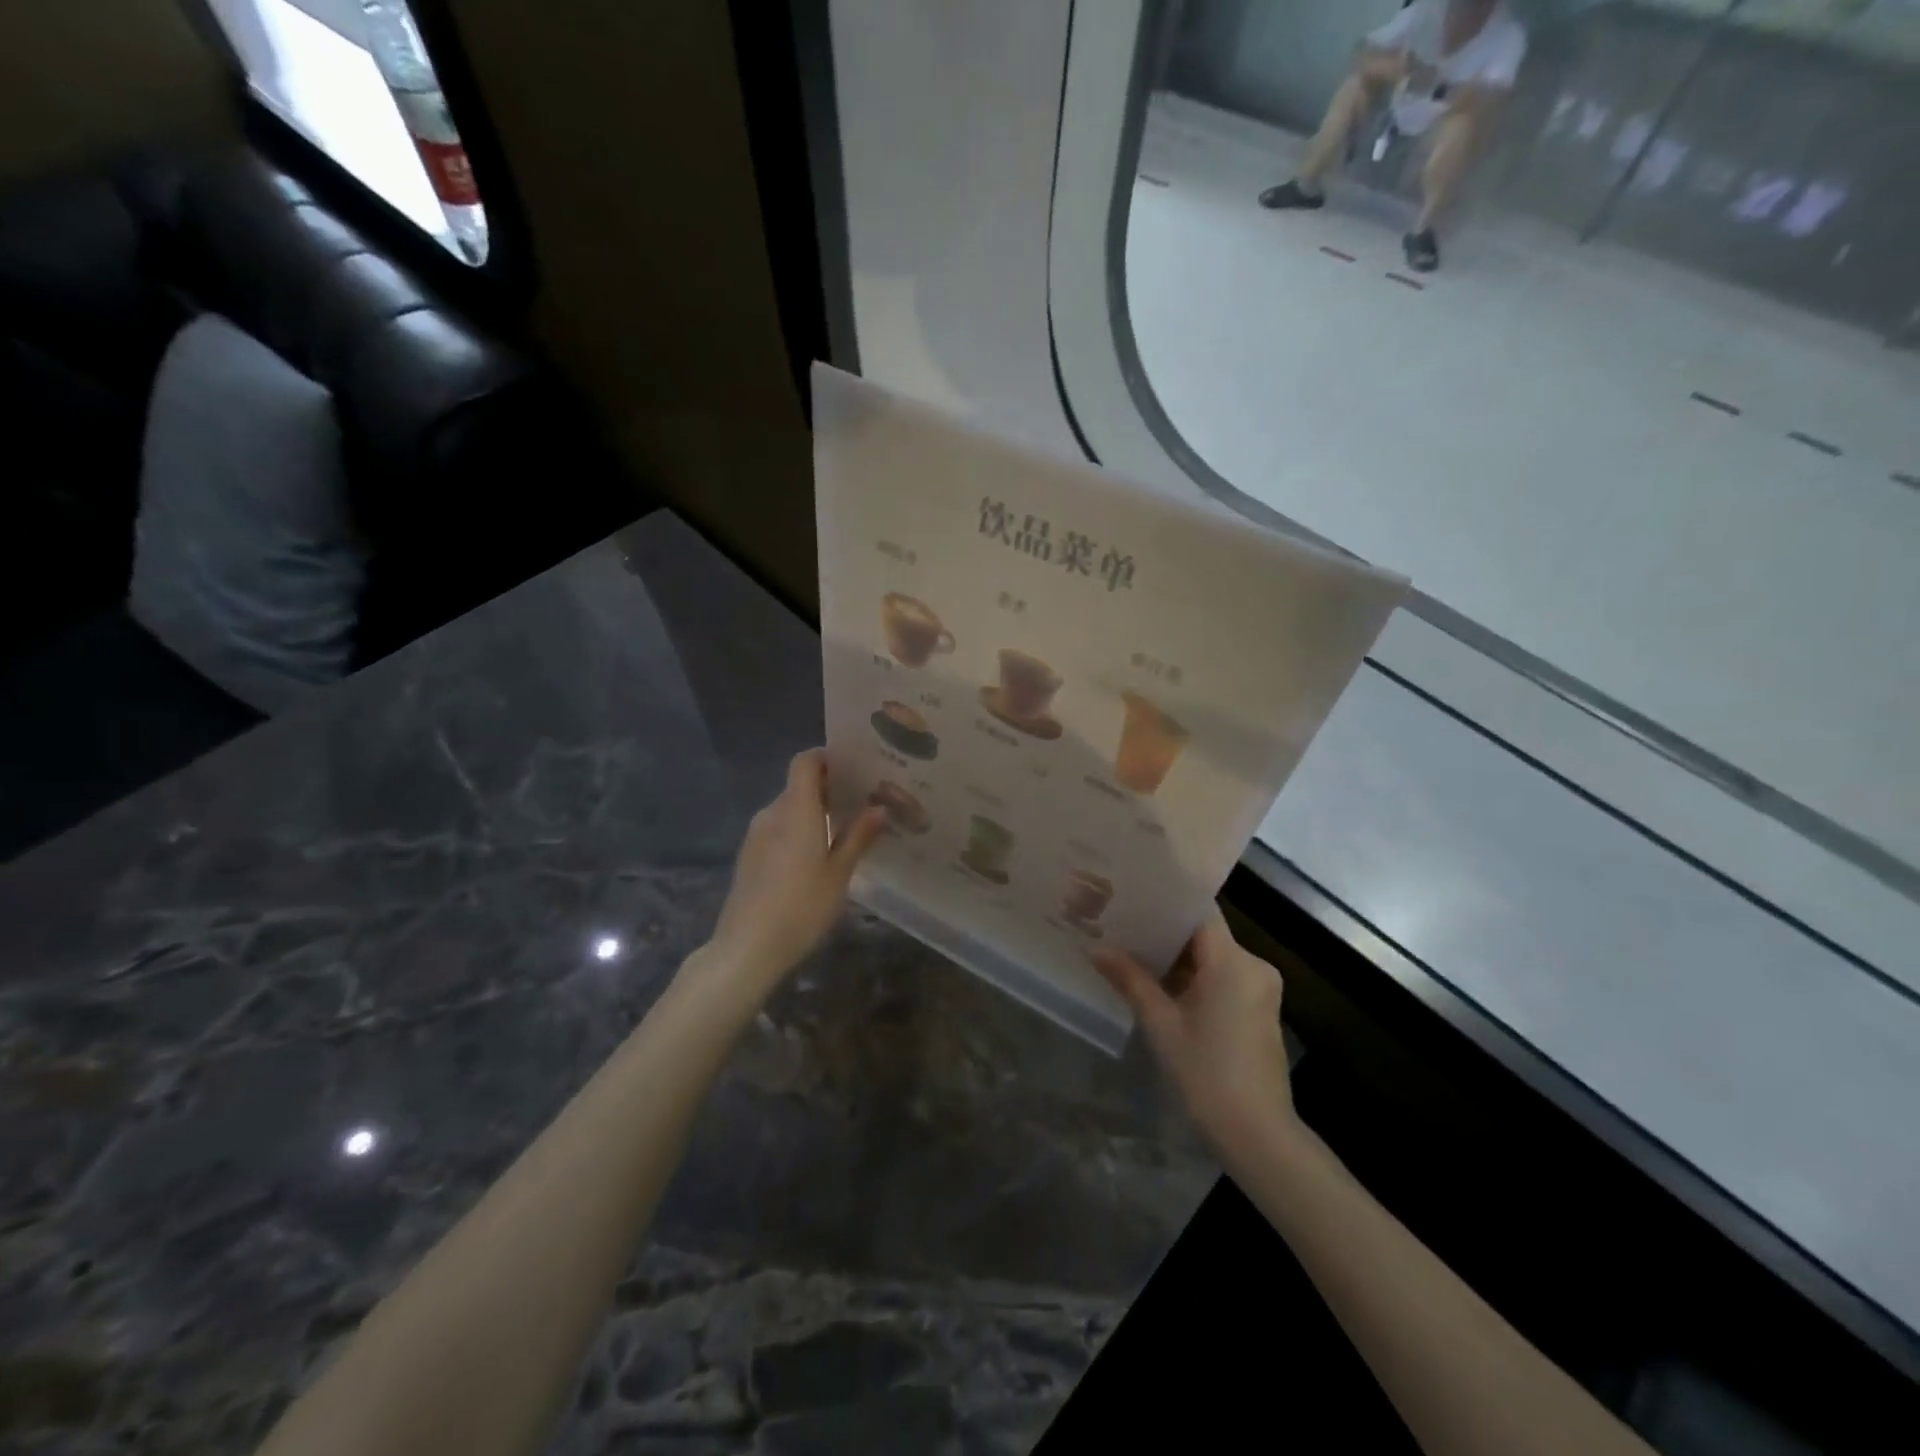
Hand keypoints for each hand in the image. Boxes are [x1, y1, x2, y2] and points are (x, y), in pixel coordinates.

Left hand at [701, 751, 885, 995]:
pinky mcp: (750, 856)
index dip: (827, 757)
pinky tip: (818, 856)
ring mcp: (756, 835)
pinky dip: (799, 831)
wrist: (747, 948)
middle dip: (829, 788)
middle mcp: (772, 813)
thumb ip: (859, 836)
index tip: (855, 767)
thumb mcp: (839, 873)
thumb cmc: (801, 907)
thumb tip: (879, 807)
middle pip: (799, 785)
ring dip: (814, 812)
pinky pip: (778, 829)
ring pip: (789, 809)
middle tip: (863, 802)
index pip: (805, 761)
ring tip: (845, 830)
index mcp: (796, 809)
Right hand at [1092, 915, 1295, 1154]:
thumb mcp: (1160, 1024)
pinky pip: (1223, 977)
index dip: (1165, 902)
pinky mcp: (1259, 1009)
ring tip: (1132, 951)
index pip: (1198, 911)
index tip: (1131, 896)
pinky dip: (1195, 977)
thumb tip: (1095, 949)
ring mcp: (1260, 989)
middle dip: (1164, 932)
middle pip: (1204, 933)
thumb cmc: (1206, 1074)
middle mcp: (1254, 965)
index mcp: (1233, 961)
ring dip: (1178, 958)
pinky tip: (1161, 985)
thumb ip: (1130, 980)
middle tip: (1121, 925)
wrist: (1258, 1135)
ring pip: (1213, 957)